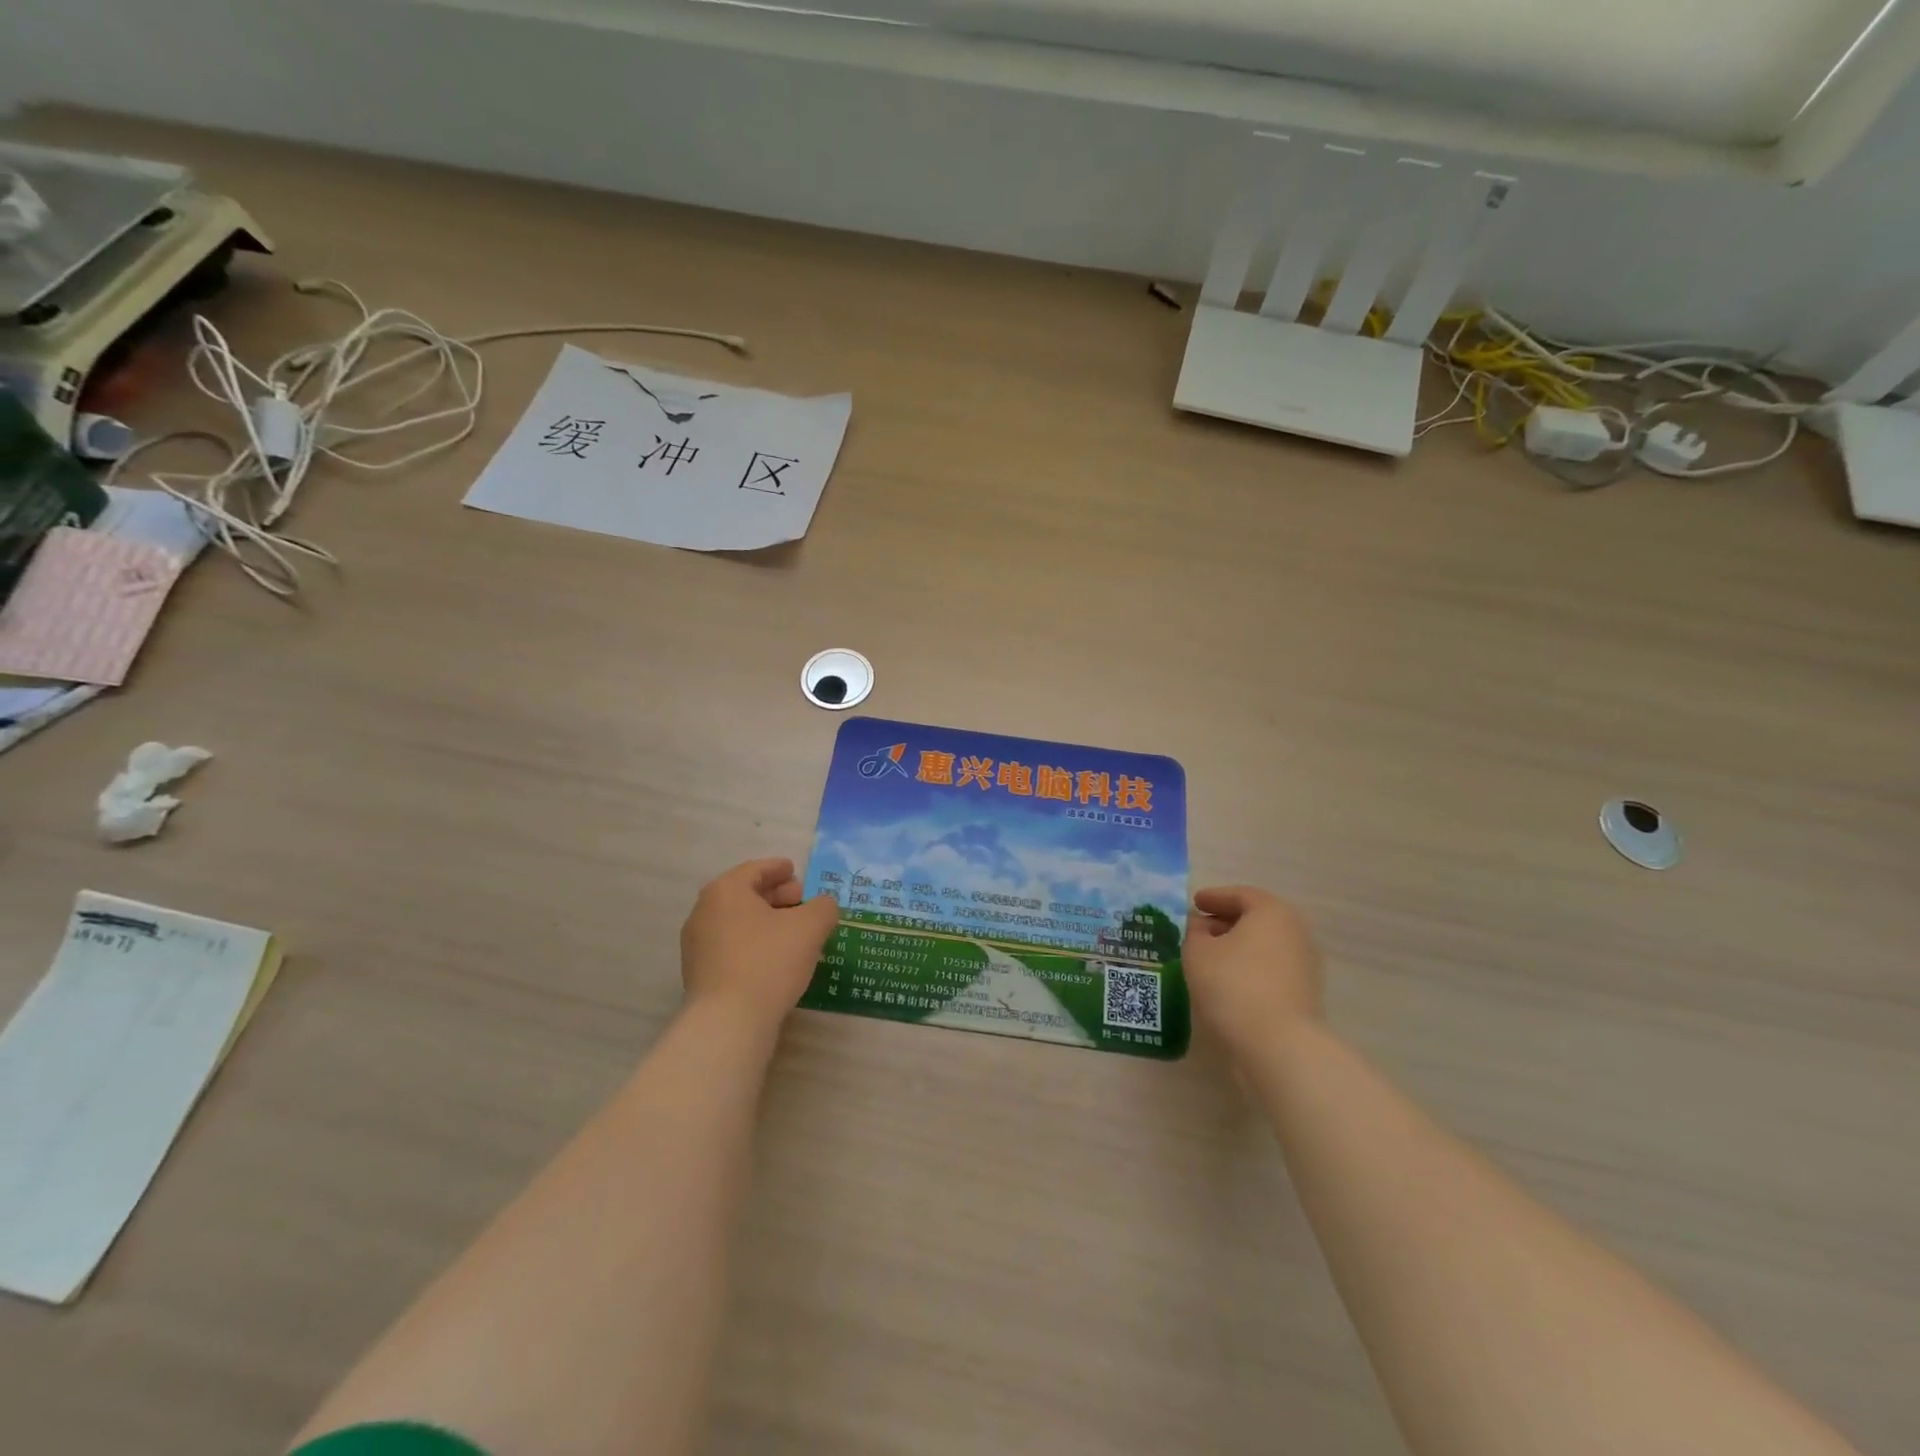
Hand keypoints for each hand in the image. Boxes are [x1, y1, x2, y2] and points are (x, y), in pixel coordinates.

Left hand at [680, 859, 841, 1027]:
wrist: (728, 1022)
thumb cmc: (769, 961)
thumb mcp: (810, 927)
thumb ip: (823, 907)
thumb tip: (824, 905)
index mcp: (726, 891)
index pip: (755, 869)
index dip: (778, 869)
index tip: (794, 871)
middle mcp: (704, 912)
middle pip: (744, 895)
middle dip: (775, 895)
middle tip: (800, 901)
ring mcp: (697, 945)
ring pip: (737, 922)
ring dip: (765, 921)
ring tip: (793, 932)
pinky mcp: (700, 974)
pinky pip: (731, 946)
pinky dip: (754, 943)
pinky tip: (775, 958)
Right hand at [1183, 886, 1323, 1060]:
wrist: (1278, 1044)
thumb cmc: (1233, 984)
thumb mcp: (1197, 952)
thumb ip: (1194, 931)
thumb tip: (1199, 925)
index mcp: (1271, 912)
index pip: (1239, 895)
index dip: (1213, 897)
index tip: (1194, 903)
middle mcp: (1295, 931)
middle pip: (1255, 919)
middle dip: (1225, 922)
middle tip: (1198, 930)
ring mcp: (1305, 964)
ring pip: (1264, 945)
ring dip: (1237, 946)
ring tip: (1209, 957)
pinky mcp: (1305, 993)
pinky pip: (1270, 968)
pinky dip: (1249, 967)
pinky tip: (1228, 980)